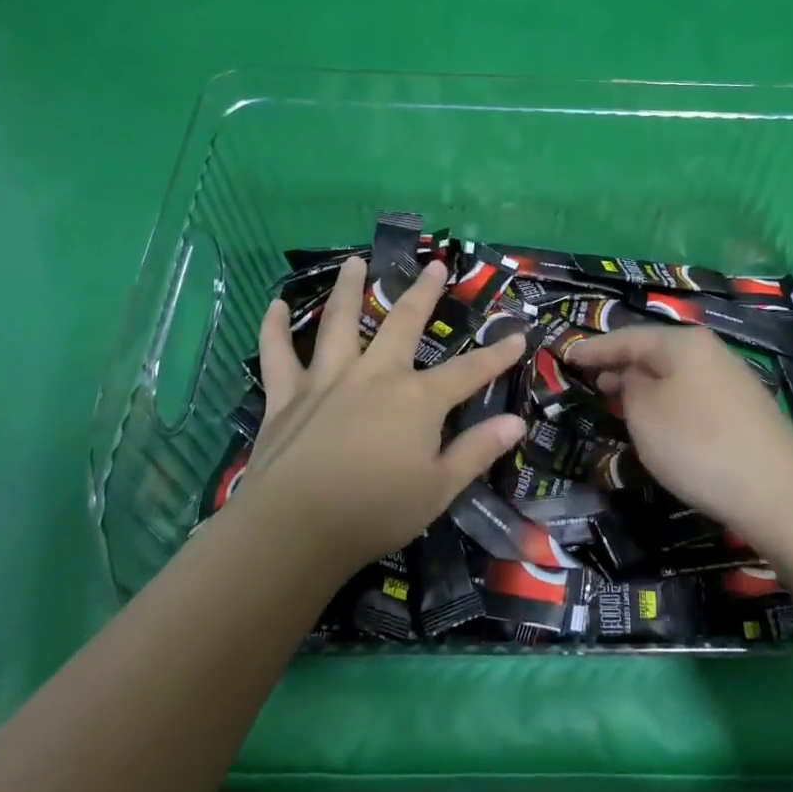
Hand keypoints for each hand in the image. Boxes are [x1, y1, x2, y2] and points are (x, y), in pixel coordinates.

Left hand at [235, 256, 527, 574]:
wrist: (295, 529)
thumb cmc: (375, 512)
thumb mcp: (439, 489)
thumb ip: (477, 451)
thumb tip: (516, 423)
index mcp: (416, 398)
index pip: (468, 371)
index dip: (497, 355)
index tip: (518, 336)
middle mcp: (374, 374)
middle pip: (403, 323)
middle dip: (423, 293)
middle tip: (434, 265)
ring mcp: (327, 380)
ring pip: (338, 323)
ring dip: (348, 289)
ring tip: (355, 262)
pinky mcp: (287, 396)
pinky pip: (278, 354)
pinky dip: (274, 328)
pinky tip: (275, 304)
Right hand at [565, 324, 792, 537]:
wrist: (776, 491)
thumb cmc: (697, 444)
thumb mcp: (644, 413)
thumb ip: (629, 385)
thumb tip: (636, 377)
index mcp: (682, 342)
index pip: (626, 337)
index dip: (594, 348)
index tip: (566, 357)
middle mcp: (709, 351)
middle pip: (653, 351)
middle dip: (619, 364)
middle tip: (589, 380)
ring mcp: (730, 379)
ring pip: (673, 373)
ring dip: (643, 384)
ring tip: (617, 399)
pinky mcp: (742, 409)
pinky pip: (690, 393)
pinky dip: (666, 401)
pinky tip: (658, 421)